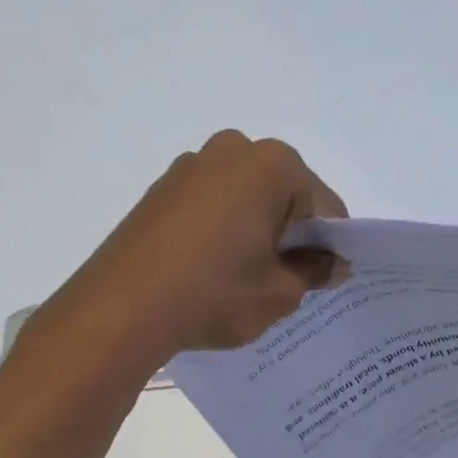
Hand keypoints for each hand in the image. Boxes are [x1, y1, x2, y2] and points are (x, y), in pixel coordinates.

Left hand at [51, 130, 349, 360]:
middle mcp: (233, 150)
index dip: (332, 245)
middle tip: (290, 280)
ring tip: (247, 279)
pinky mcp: (162, 189)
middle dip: (293, 234)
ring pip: (247, 199)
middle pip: (284, 195)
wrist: (123, 307)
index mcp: (273, 166)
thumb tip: (334, 264)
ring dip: (258, 232)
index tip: (329, 278)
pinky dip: (225, 231)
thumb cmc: (216, 294)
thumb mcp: (279, 293)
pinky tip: (215, 270)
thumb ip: (314, 272)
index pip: (325, 207)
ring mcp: (192, 166)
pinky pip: (213, 206)